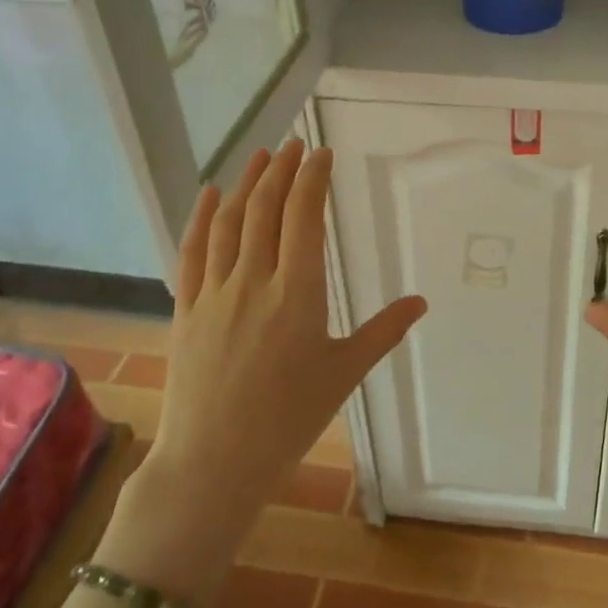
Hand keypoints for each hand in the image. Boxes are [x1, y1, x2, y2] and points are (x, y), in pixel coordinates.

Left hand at [98, 141, 425, 590]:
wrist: (213, 463)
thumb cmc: (288, 420)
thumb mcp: (343, 374)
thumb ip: (383, 332)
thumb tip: (420, 302)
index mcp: (298, 294)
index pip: (304, 219)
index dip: (312, 180)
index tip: (321, 154)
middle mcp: (254, 282)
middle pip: (266, 210)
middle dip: (282, 171)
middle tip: (295, 144)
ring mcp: (215, 293)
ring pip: (229, 223)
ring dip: (245, 184)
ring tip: (261, 157)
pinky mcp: (186, 309)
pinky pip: (192, 252)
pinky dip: (200, 218)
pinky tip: (209, 195)